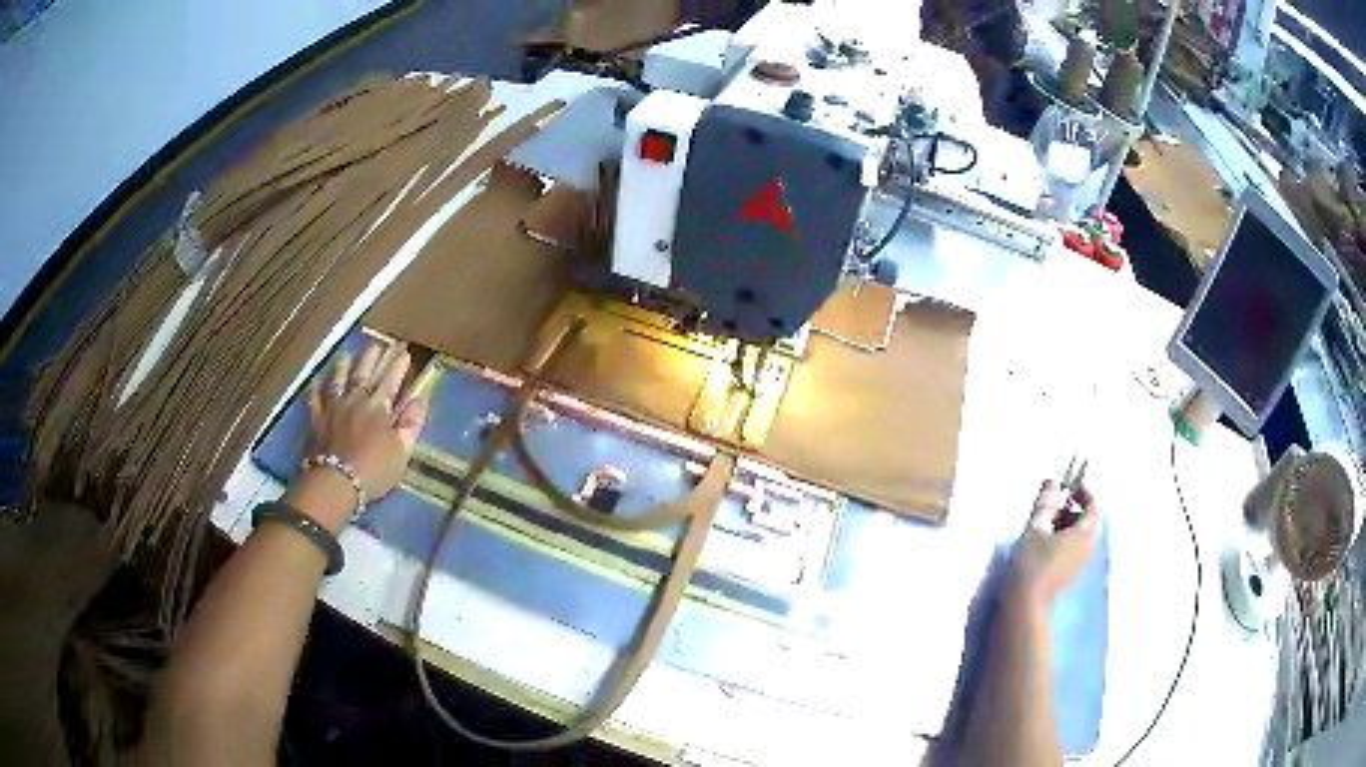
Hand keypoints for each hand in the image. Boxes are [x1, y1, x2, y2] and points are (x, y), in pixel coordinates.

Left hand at [304, 341, 429, 502]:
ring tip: (349, 354)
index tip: (405, 351)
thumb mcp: (402, 450)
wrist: (336, 483)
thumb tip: (420, 398)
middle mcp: (356, 400)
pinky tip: (317, 379)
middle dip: (374, 356)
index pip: (391, 380)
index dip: (399, 365)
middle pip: (365, 373)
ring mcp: (334, 407)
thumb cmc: (374, 470)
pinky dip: (316, 387)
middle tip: (380, 342)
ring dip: (345, 365)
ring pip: (339, 379)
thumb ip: (412, 423)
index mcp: (379, 407)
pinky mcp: (317, 419)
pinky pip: (315, 398)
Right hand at [1008, 480, 1099, 609]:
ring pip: (1080, 536)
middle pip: (1088, 520)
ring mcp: (1082, 563)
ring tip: (1044, 525)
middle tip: (1050, 505)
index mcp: (1085, 533)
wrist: (1026, 605)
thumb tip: (1054, 480)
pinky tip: (1044, 545)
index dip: (1082, 491)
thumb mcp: (1036, 528)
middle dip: (1072, 508)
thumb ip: (1047, 502)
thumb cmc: (1032, 563)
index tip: (1066, 486)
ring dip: (1066, 525)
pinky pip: (1075, 549)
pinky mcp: (1072, 575)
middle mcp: (1090, 547)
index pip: (1093, 504)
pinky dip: (1064, 540)